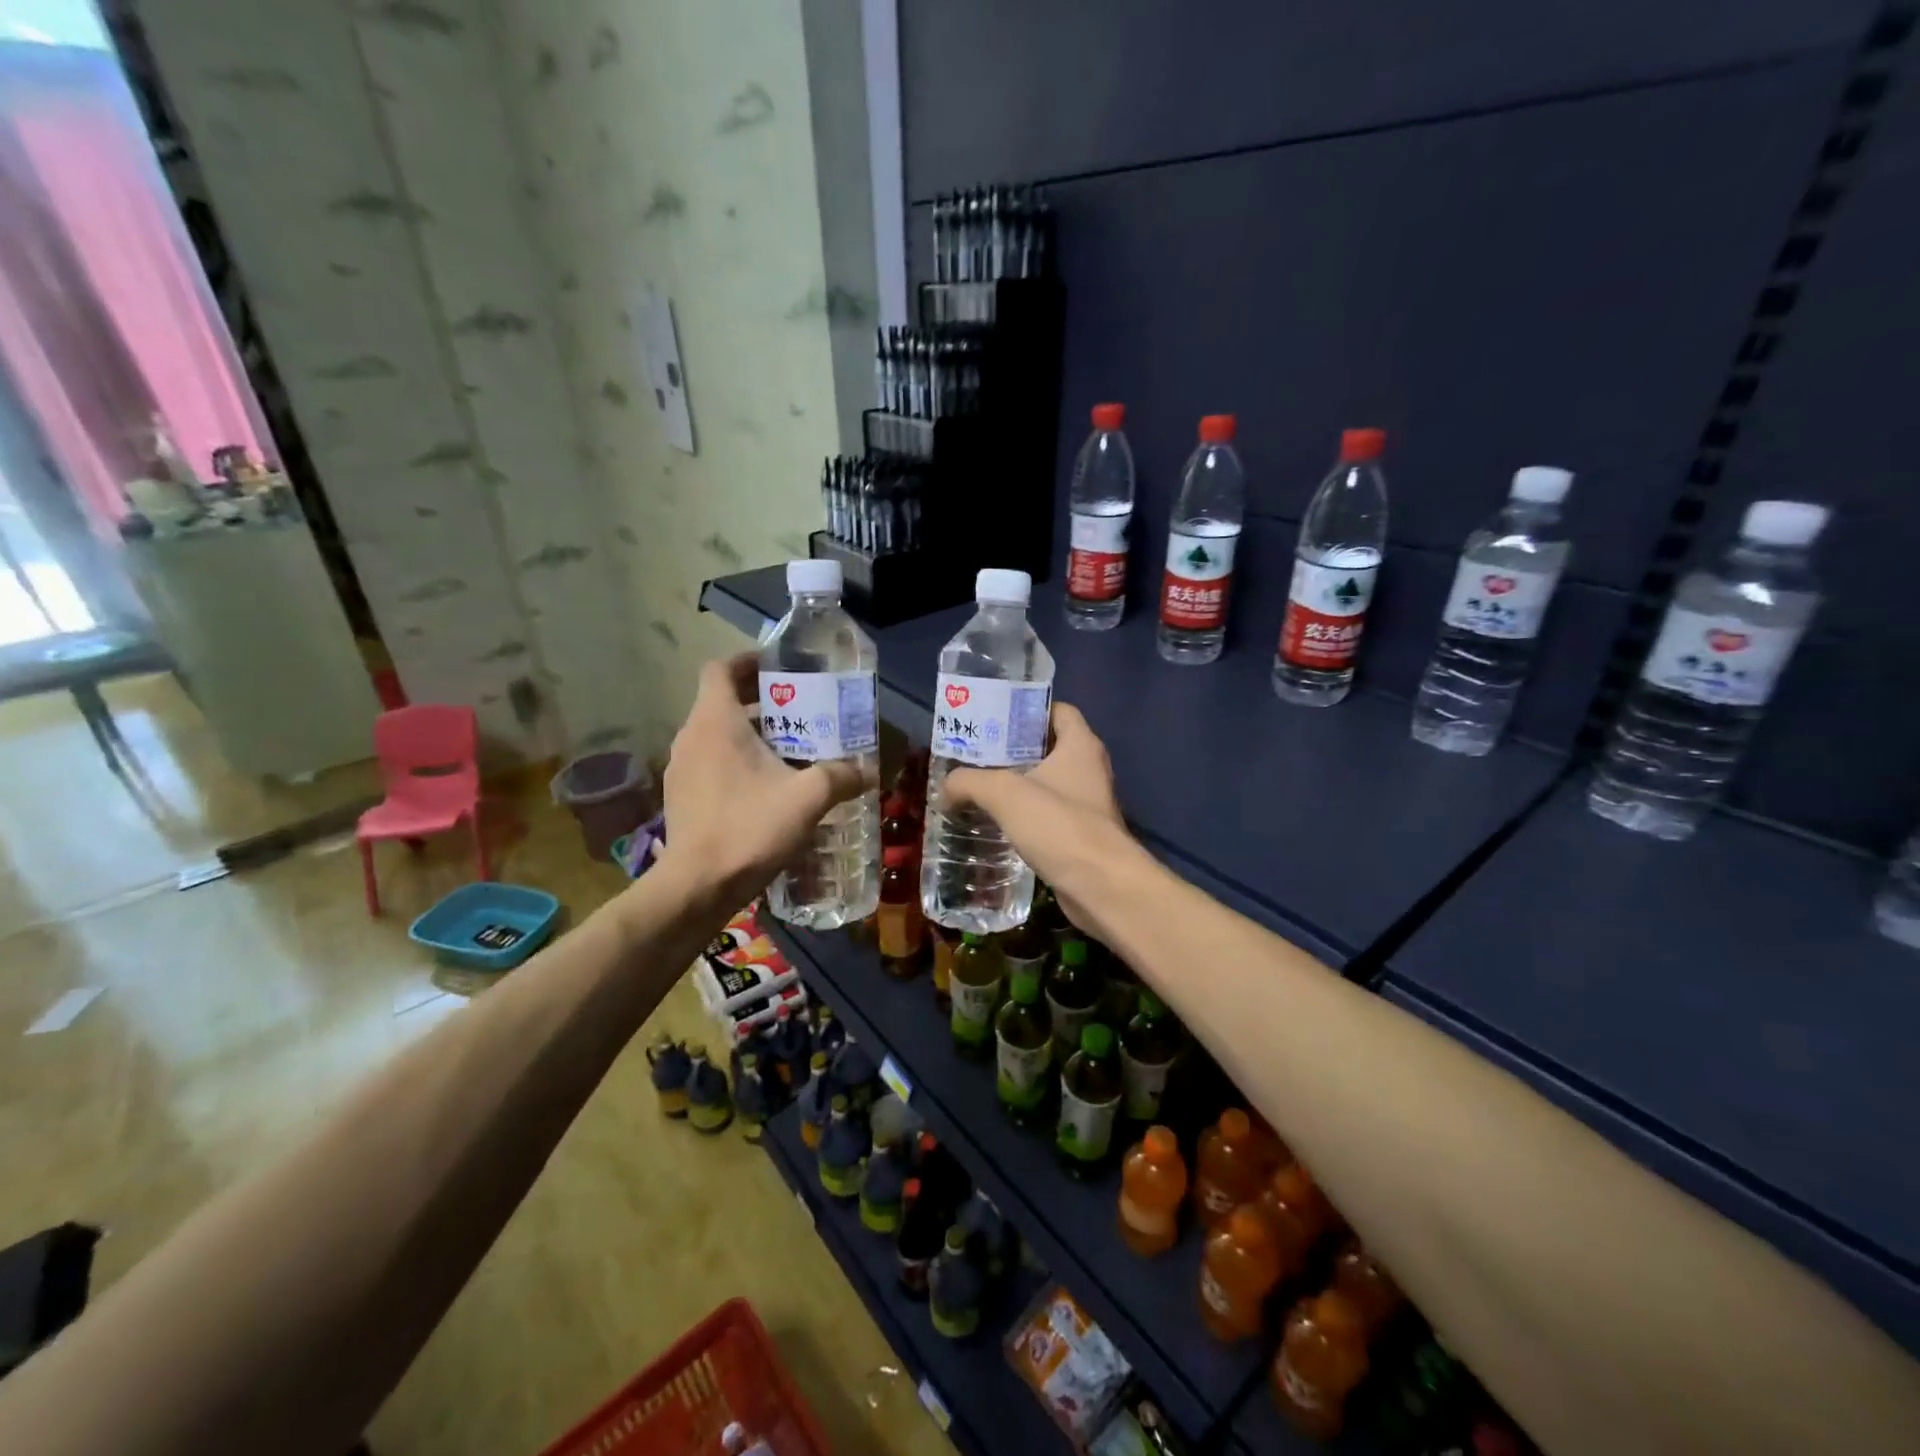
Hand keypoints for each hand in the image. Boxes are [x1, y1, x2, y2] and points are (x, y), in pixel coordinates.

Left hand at [649, 654, 872, 916]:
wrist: (697, 887)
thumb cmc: (749, 828)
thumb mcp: (807, 798)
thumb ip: (841, 776)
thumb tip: (869, 770)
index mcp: (715, 722)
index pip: (721, 669)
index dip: (749, 661)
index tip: (780, 667)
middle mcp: (691, 737)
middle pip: (721, 701)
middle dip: (760, 700)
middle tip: (800, 709)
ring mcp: (681, 769)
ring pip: (716, 734)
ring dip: (750, 733)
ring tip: (790, 748)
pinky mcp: (681, 798)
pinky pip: (711, 763)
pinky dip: (737, 761)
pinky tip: (768, 786)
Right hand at [945, 702, 1139, 939]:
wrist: (1102, 887)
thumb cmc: (1059, 826)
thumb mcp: (1005, 794)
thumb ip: (970, 781)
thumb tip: (947, 787)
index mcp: (1081, 745)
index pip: (1058, 710)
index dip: (1026, 710)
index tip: (992, 720)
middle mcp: (1089, 768)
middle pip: (1047, 747)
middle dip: (1011, 750)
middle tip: (974, 756)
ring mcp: (1088, 803)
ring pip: (1046, 784)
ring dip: (1015, 787)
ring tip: (977, 789)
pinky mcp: (1081, 835)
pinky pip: (1048, 815)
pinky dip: (1024, 816)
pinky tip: (996, 825)